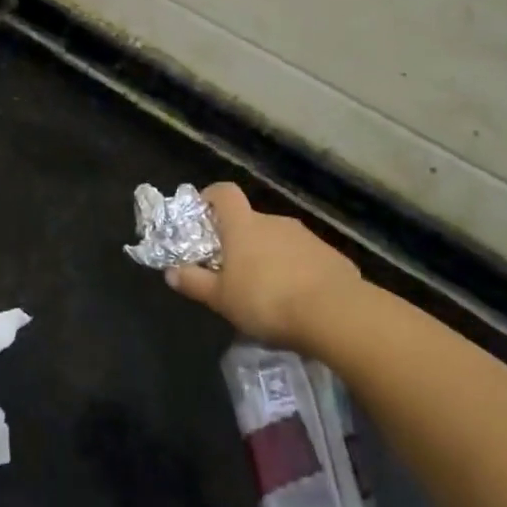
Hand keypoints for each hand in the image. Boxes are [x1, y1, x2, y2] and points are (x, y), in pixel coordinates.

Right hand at [164, 183, 363, 350]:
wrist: (335, 313)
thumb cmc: (266, 300)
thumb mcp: (221, 299)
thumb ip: (194, 283)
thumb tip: (170, 272)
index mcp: (244, 225)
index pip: (224, 192)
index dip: (211, 198)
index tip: (202, 217)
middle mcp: (275, 221)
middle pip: (250, 221)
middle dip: (239, 240)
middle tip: (232, 271)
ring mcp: (306, 236)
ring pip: (278, 240)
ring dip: (268, 257)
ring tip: (265, 291)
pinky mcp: (331, 255)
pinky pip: (304, 257)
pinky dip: (296, 271)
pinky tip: (296, 299)